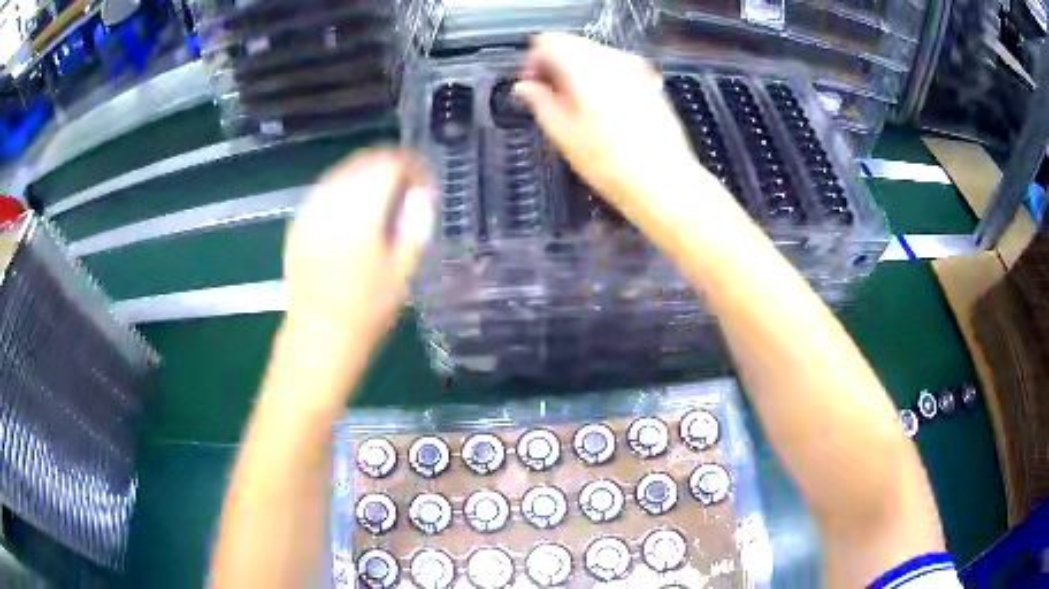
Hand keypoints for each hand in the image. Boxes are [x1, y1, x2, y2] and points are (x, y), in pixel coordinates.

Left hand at [283, 149, 435, 352]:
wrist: (318, 337)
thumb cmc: (366, 312)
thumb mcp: (402, 273)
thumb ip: (415, 226)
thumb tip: (422, 194)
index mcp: (362, 215)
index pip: (389, 166)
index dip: (411, 165)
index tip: (423, 180)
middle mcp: (332, 204)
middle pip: (364, 161)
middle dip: (389, 165)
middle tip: (406, 184)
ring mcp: (310, 212)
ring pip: (341, 171)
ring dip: (365, 173)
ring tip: (381, 193)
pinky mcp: (297, 223)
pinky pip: (323, 189)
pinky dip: (343, 187)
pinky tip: (352, 207)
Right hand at [514, 33, 699, 212]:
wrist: (663, 183)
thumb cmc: (610, 163)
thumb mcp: (562, 134)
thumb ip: (539, 101)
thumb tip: (525, 87)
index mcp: (584, 67)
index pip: (548, 42)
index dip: (533, 61)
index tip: (531, 85)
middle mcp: (612, 60)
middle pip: (573, 44)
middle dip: (557, 65)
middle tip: (550, 97)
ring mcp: (636, 69)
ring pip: (596, 55)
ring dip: (580, 71)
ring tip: (576, 106)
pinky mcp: (651, 83)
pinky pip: (618, 68)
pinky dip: (604, 79)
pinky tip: (604, 110)